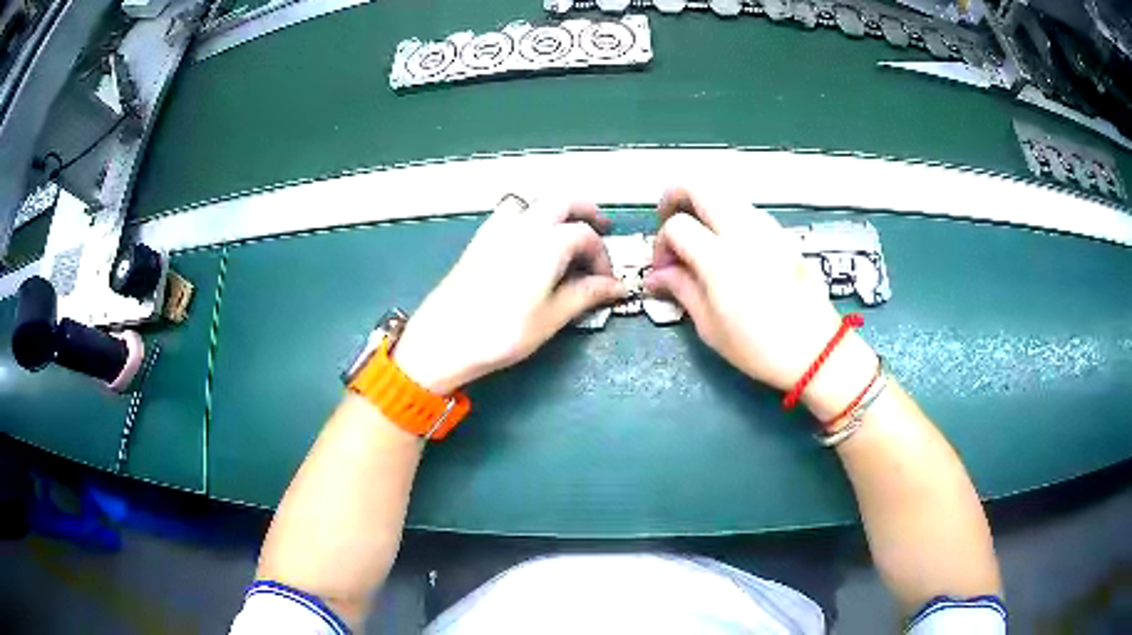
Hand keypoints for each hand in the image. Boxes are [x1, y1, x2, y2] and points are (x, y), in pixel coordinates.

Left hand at [392, 195, 624, 394]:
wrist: (444, 338)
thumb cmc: (502, 331)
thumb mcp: (552, 317)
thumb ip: (586, 295)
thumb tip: (614, 287)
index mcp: (547, 242)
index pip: (586, 236)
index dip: (603, 257)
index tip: (606, 282)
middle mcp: (524, 225)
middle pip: (563, 201)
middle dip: (587, 211)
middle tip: (602, 229)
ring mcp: (498, 229)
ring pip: (535, 201)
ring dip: (557, 209)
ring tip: (567, 230)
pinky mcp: (480, 239)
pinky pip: (511, 213)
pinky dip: (529, 215)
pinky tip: (530, 241)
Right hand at [644, 188, 875, 417]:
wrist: (815, 350)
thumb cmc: (759, 348)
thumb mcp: (710, 327)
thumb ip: (681, 289)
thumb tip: (656, 275)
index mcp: (721, 260)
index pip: (677, 226)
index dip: (661, 243)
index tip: (664, 267)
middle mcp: (744, 232)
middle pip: (700, 187)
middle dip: (675, 196)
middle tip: (668, 219)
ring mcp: (768, 228)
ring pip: (725, 194)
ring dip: (704, 206)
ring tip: (700, 237)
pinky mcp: (783, 234)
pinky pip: (747, 210)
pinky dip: (728, 216)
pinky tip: (730, 247)